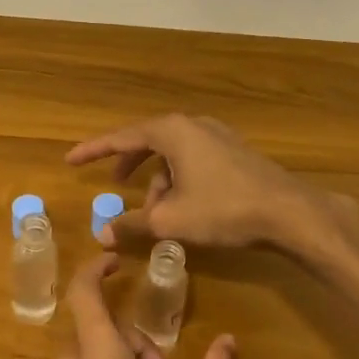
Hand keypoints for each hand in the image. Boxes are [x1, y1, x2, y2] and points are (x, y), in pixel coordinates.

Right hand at [66, 113, 323, 251]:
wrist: (288, 212)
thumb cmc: (223, 209)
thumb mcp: (171, 220)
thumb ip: (132, 224)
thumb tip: (100, 234)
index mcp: (171, 131)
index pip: (121, 137)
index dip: (93, 150)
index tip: (70, 160)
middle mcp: (192, 125)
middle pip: (148, 141)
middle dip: (128, 164)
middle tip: (112, 182)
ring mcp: (216, 135)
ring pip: (173, 154)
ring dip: (158, 181)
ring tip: (155, 214)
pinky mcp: (233, 151)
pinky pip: (192, 159)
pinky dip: (179, 179)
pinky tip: (184, 208)